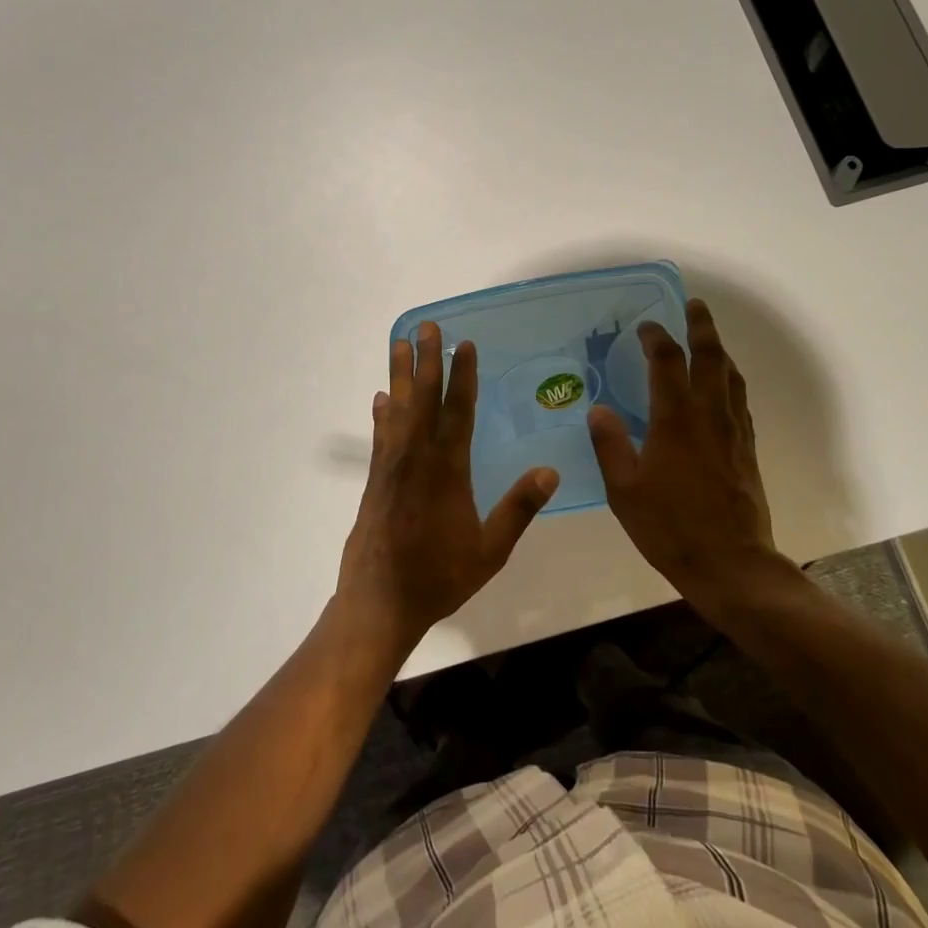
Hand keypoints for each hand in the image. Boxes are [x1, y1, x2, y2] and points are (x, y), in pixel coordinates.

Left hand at [336, 322, 559, 657]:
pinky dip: (382, 413)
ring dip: (399, 374)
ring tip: (398, 343)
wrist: (381, 601)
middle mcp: (417, 457)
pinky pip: (381, 436)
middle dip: (426, 360)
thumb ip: (519, 508)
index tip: (464, 345)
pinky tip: (381, 399)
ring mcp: (392, 466)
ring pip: (397, 409)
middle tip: (426, 326)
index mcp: (448, 470)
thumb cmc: (440, 576)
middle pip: (423, 398)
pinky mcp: (376, 479)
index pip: (458, 411)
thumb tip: (551, 470)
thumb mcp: (490, 549)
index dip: (462, 375)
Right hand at [588, 299, 798, 615]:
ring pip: (732, 377)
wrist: (731, 564)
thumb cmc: (670, 527)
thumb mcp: (624, 489)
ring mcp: (734, 432)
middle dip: (702, 327)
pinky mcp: (747, 450)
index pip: (667, 363)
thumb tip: (598, 409)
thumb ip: (610, 445)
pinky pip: (740, 401)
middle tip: (695, 305)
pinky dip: (730, 381)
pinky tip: (724, 388)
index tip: (646, 325)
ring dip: (720, 351)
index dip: (656, 338)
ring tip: (710, 339)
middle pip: (711, 358)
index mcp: (675, 420)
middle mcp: (709, 416)